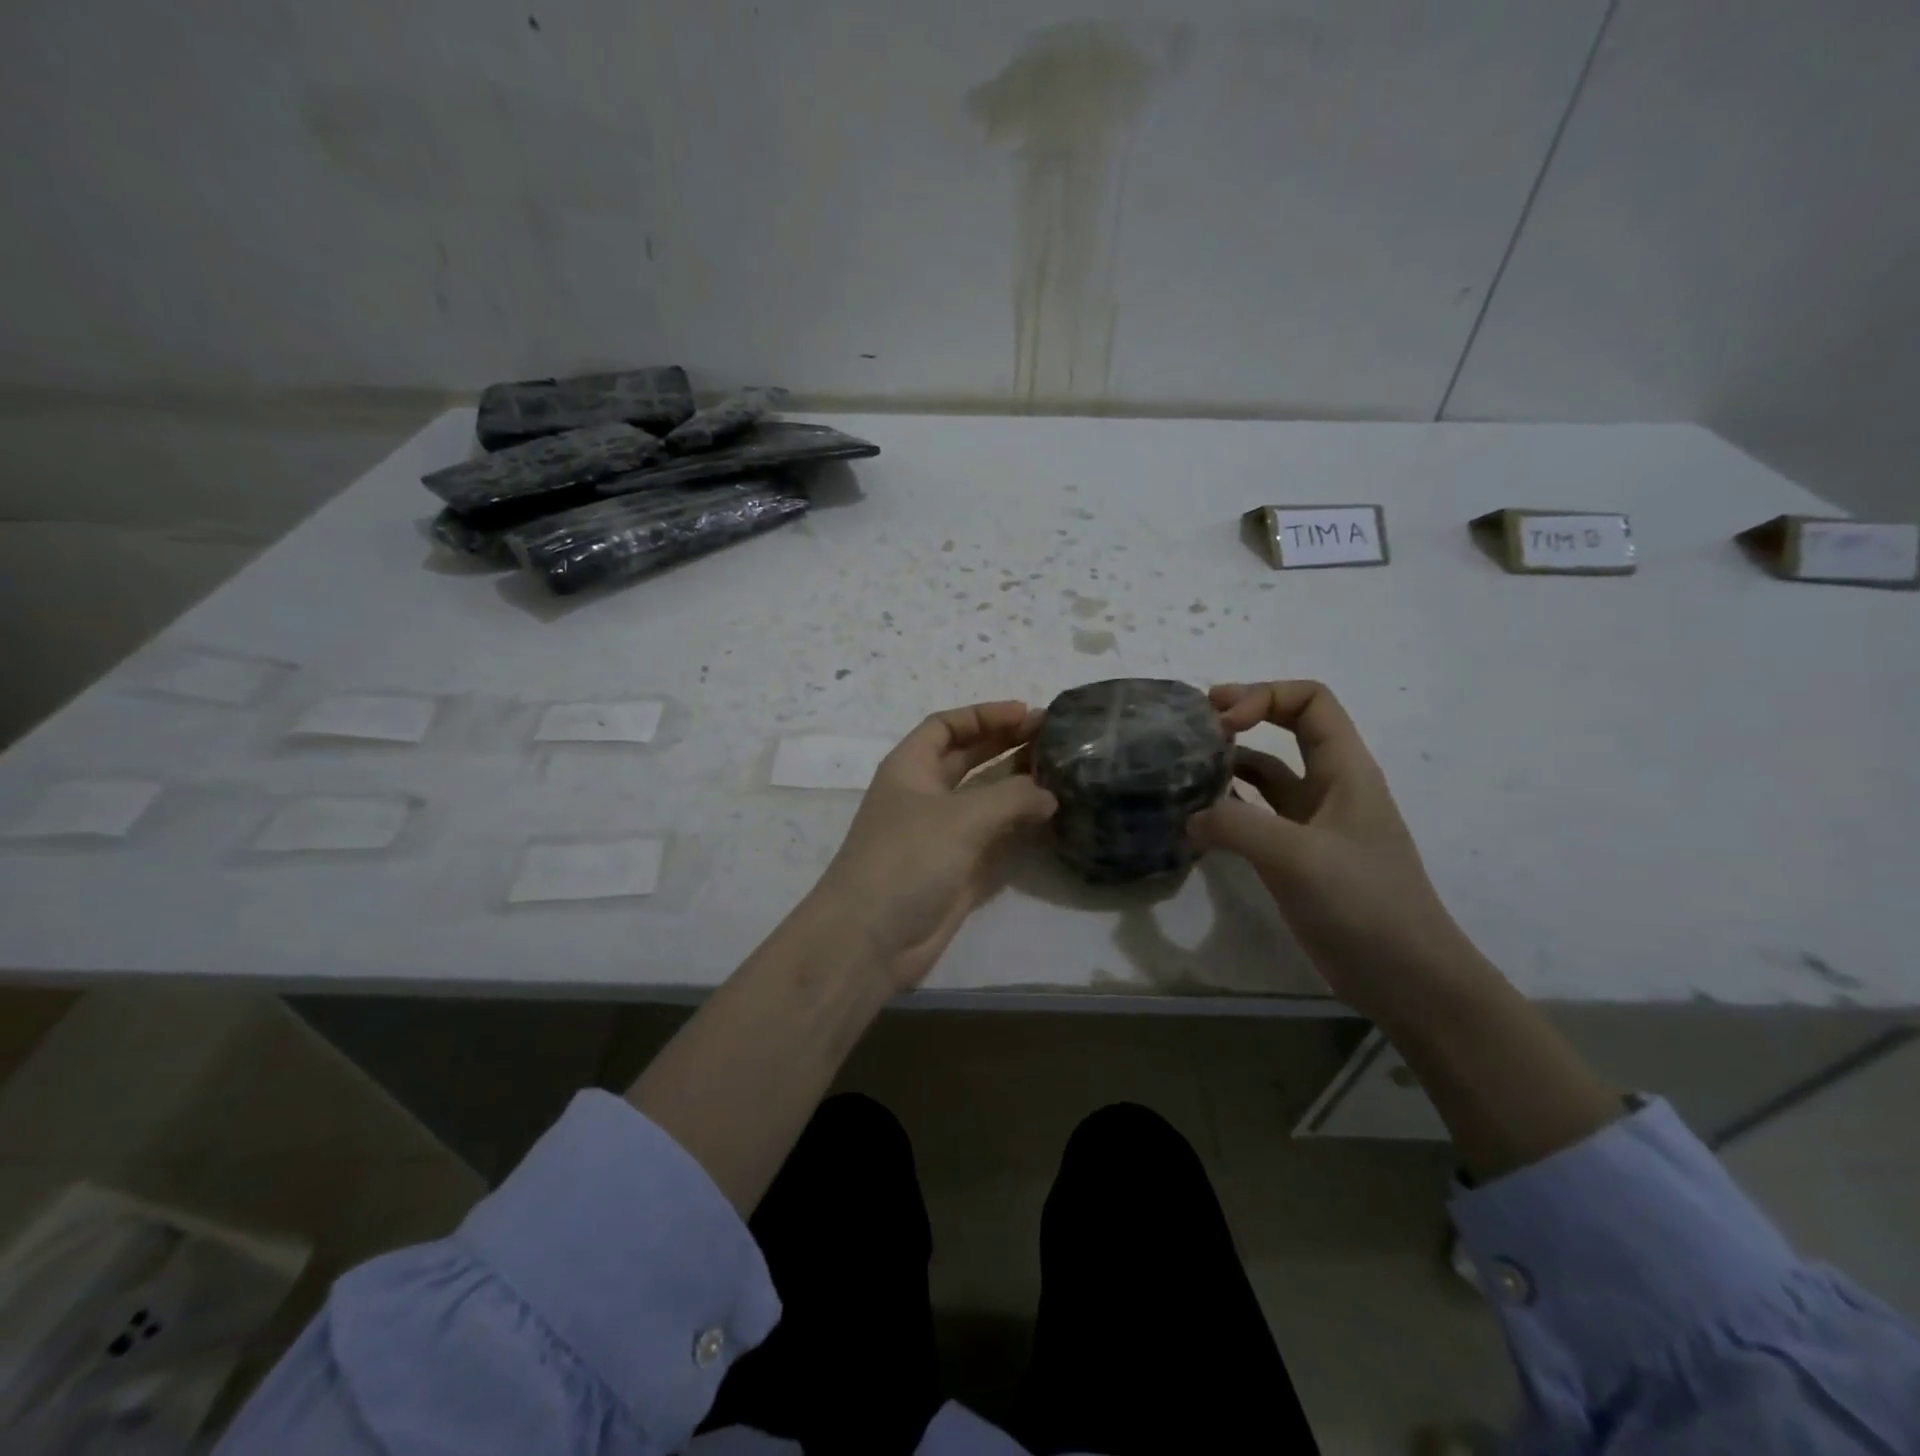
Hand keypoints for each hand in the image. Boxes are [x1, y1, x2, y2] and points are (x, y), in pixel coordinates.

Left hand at [808, 701, 1056, 988]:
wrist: (871, 938)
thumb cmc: (907, 860)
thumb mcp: (961, 817)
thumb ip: (1011, 798)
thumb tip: (1048, 795)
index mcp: (910, 768)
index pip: (946, 726)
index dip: (984, 715)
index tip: (1026, 713)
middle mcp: (925, 795)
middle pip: (969, 757)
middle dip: (1006, 744)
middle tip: (1053, 737)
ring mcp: (942, 833)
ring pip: (985, 797)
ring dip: (1017, 783)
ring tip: (1061, 770)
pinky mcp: (958, 867)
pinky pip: (994, 835)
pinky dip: (1018, 823)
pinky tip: (1049, 815)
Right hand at [1190, 681, 1464, 1010]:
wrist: (1406, 977)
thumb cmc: (1363, 903)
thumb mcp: (1296, 856)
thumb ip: (1236, 825)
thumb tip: (1190, 816)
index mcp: (1344, 769)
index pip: (1309, 700)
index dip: (1264, 696)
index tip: (1222, 722)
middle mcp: (1329, 786)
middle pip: (1286, 727)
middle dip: (1242, 716)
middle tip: (1194, 726)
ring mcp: (1313, 823)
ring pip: (1266, 773)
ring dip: (1229, 763)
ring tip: (1185, 770)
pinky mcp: (1297, 856)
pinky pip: (1256, 816)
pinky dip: (1227, 809)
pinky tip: (1198, 820)